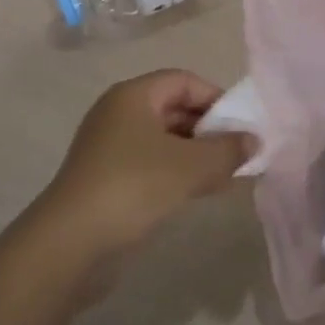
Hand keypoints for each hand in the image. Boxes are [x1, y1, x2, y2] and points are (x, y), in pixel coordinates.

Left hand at [38, 70, 251, 258]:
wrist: (71, 243)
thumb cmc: (133, 187)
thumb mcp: (190, 166)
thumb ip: (227, 150)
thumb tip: (254, 140)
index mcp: (133, 96)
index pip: (183, 80)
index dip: (216, 98)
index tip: (242, 126)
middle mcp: (119, 113)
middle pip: (174, 108)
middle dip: (209, 129)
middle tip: (239, 154)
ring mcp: (110, 147)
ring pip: (164, 140)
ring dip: (196, 154)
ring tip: (227, 176)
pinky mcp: (107, 179)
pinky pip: (151, 165)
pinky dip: (177, 173)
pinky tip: (199, 193)